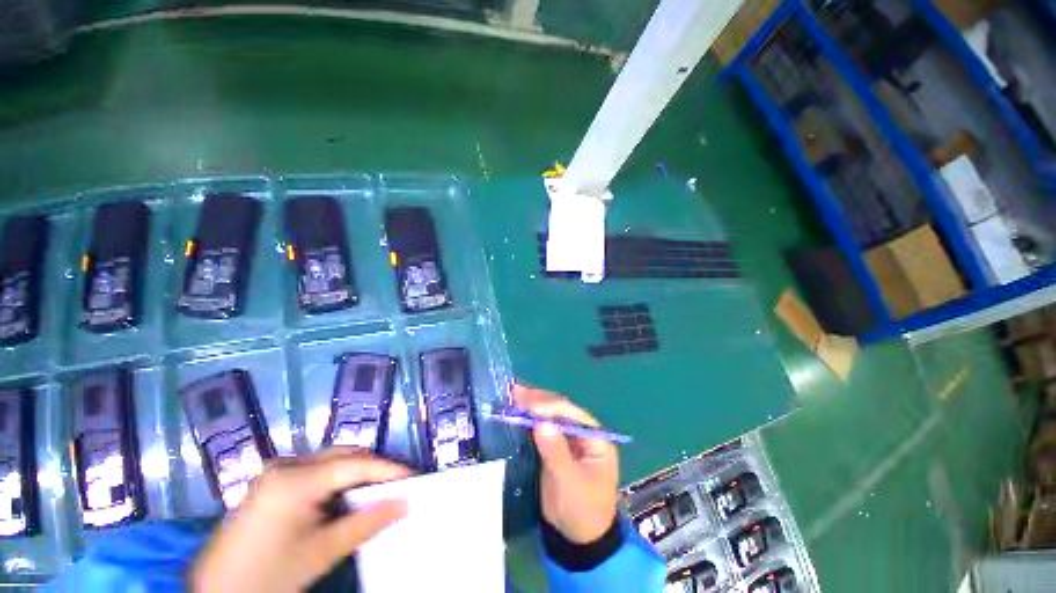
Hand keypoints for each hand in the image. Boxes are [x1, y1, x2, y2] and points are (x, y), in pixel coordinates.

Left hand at [190, 448, 410, 592]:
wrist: (216, 592)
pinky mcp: (271, 480)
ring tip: (377, 489)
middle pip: (343, 455)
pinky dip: (337, 479)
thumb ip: (367, 523)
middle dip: (373, 468)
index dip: (388, 469)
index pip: (355, 464)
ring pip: (331, 460)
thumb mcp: (322, 552)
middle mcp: (286, 464)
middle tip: (398, 483)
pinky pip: (316, 470)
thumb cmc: (269, 575)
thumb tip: (406, 503)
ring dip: (356, 472)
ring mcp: (275, 470)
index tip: (414, 476)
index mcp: (295, 479)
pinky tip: (346, 496)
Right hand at [513, 384, 618, 543]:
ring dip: (532, 405)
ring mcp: (568, 438)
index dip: (551, 408)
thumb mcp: (570, 484)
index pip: (573, 414)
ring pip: (550, 416)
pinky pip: (542, 428)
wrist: (577, 539)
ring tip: (513, 395)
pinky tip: (515, 410)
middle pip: (561, 410)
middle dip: (539, 401)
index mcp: (596, 438)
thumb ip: (556, 453)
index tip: (530, 408)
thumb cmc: (582, 511)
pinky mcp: (555, 446)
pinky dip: (528, 419)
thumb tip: (541, 423)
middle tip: (516, 393)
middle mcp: (583, 433)